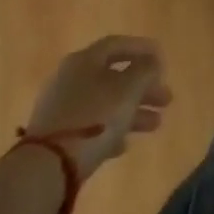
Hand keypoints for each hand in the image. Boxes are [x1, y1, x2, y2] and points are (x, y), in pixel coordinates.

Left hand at [25, 35, 171, 179]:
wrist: (47, 168)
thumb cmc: (94, 118)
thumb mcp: (129, 88)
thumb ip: (145, 70)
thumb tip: (151, 62)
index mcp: (85, 60)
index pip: (118, 45)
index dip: (143, 49)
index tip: (163, 61)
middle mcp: (70, 78)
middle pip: (114, 76)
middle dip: (143, 87)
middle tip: (166, 99)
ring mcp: (61, 108)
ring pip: (105, 102)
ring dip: (133, 111)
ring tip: (156, 125)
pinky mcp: (56, 137)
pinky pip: (91, 126)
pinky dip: (111, 130)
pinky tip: (124, 145)